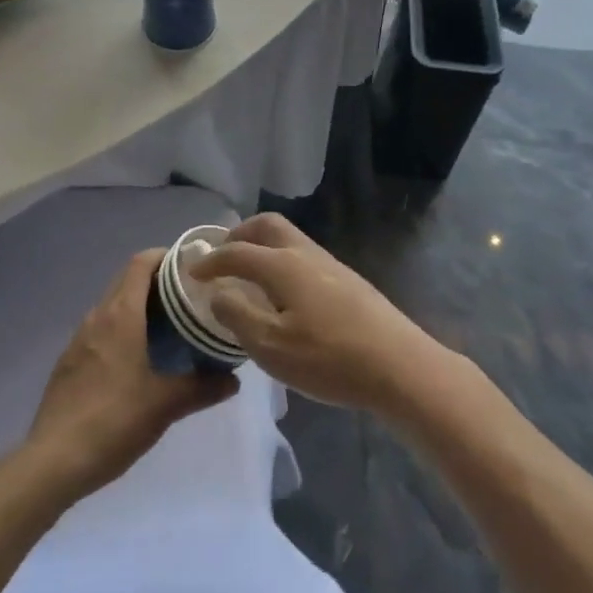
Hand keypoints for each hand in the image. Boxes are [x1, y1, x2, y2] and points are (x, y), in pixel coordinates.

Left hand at [26, 246, 236, 504]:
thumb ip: (202, 387)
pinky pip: (100, 329)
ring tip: (169, 325)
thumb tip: (233, 380)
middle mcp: (97, 316)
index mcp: (121, 314)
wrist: (53, 461)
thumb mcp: (165, 405)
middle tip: (189, 296)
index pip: (141, 263)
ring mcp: (79, 338)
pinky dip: (122, 327)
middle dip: (157, 280)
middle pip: (127, 279)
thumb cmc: (114, 420)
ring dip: (139, 304)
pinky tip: (137, 358)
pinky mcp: (69, 361)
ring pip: (113, 305)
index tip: (191, 266)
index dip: (166, 256)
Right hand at [190, 213, 443, 415]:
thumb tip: (218, 293)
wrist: (399, 366)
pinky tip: (284, 295)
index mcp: (282, 265)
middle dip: (240, 235)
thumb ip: (238, 316)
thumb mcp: (272, 347)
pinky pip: (303, 256)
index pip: (237, 251)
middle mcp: (305, 254)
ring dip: (263, 247)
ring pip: (289, 239)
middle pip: (267, 226)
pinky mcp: (348, 281)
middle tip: (223, 256)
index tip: (193, 273)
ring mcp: (330, 265)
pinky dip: (282, 261)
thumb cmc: (329, 359)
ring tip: (249, 276)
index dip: (211, 260)